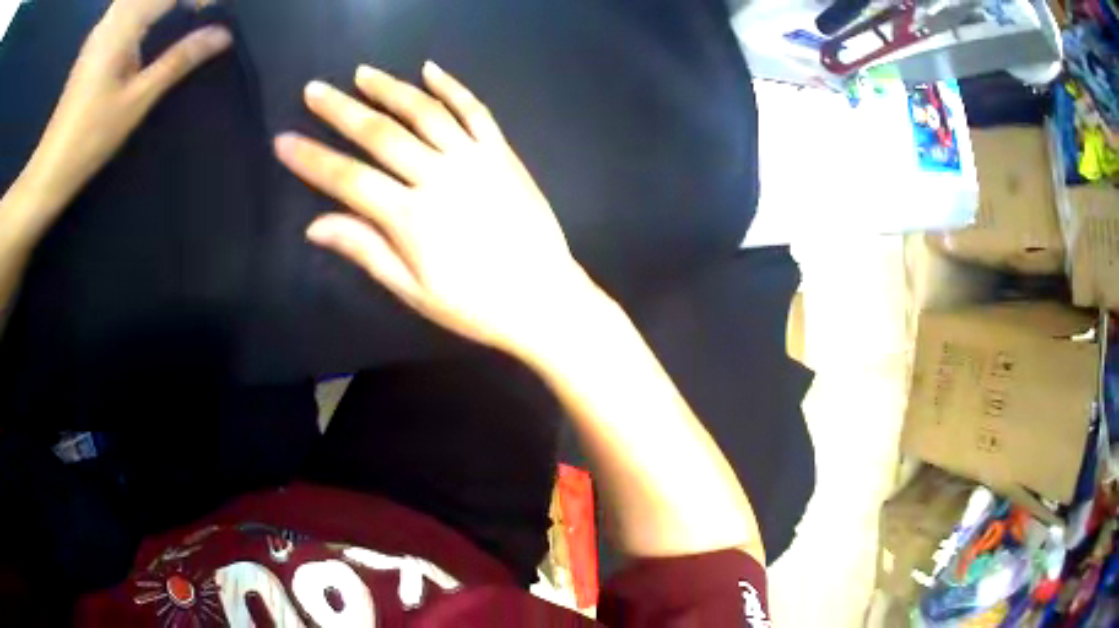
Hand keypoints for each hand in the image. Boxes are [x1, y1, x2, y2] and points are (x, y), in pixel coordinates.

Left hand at [14, 0, 230, 228]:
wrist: (49, 169)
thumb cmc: (89, 139)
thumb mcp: (136, 101)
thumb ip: (178, 60)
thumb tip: (221, 35)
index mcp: (122, 27)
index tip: (214, 7)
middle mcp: (112, 18)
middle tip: (199, 8)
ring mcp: (101, 29)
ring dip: (160, 3)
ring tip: (181, 11)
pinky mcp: (95, 41)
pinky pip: (125, 6)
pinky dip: (144, 6)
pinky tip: (151, 18)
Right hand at [275, 62, 602, 358]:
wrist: (545, 299)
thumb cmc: (475, 305)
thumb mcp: (413, 291)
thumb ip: (365, 251)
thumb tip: (314, 225)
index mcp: (411, 218)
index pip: (348, 179)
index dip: (311, 159)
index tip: (283, 139)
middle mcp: (439, 177)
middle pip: (380, 134)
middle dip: (341, 109)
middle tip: (314, 89)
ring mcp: (475, 160)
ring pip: (425, 112)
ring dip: (390, 88)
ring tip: (361, 73)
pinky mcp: (503, 154)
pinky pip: (475, 111)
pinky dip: (452, 88)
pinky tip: (430, 69)